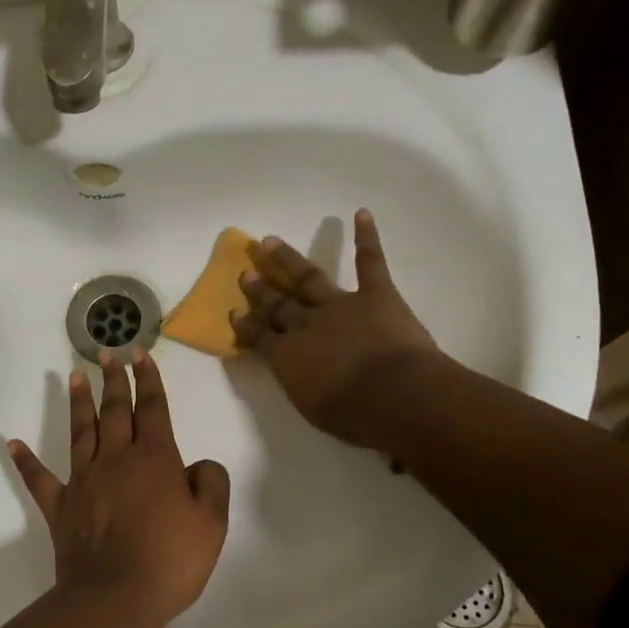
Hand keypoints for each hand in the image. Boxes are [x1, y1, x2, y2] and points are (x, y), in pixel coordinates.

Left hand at [7, 350, 230, 627]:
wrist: (115, 598)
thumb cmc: (169, 561)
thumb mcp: (212, 524)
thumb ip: (211, 484)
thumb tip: (198, 464)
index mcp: (154, 459)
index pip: (152, 408)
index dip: (148, 379)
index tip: (140, 354)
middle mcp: (116, 459)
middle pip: (115, 410)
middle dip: (114, 379)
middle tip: (108, 352)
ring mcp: (84, 480)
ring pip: (81, 431)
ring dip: (79, 402)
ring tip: (75, 375)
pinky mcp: (60, 506)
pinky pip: (39, 479)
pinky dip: (25, 461)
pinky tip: (12, 443)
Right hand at [231, 209, 436, 447]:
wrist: (395, 394)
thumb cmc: (354, 413)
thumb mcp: (313, 408)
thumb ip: (302, 386)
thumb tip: (300, 376)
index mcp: (288, 356)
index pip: (259, 337)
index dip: (245, 326)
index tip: (233, 312)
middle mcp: (306, 324)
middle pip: (277, 304)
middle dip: (260, 289)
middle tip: (245, 272)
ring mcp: (340, 305)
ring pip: (308, 277)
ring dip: (288, 259)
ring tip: (269, 241)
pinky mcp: (376, 295)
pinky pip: (370, 263)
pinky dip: (367, 238)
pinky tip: (361, 214)